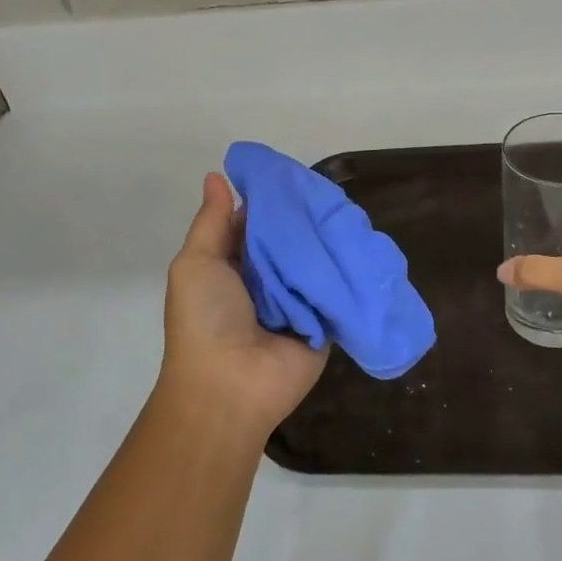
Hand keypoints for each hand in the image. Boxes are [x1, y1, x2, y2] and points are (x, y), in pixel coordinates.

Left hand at [158, 172, 329, 437]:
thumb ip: (211, 221)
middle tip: (332, 192)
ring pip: (316, 260)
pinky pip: (338, 288)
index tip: (294, 174)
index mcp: (233, 262)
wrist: (230, 387)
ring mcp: (297, 299)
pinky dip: (347, 270)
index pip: (257, 221)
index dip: (272, 198)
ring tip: (352, 211)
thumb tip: (217, 175)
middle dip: (306, 218)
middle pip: (291, 239)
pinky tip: (365, 243)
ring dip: (329, 241)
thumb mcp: (196, 263)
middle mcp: (266, 278)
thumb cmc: (205, 319)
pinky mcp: (324, 320)